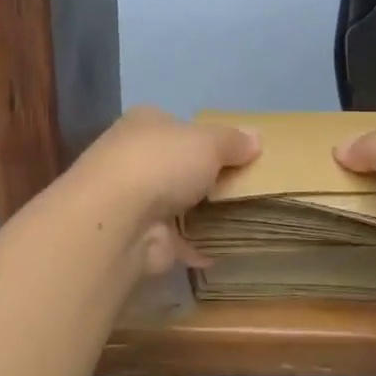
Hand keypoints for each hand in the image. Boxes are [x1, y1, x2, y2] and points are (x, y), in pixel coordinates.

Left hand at [70, 108, 259, 274]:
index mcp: (144, 124)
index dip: (204, 137)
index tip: (234, 153)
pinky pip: (175, 240)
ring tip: (239, 218)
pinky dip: (194, 246)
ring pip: (174, 203)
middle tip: (243, 187)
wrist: (118, 219)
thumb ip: (234, 141)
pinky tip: (220, 251)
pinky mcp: (138, 236)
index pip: (176, 125)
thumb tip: (256, 138)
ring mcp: (133, 199)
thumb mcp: (209, 142)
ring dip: (199, 213)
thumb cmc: (162, 164)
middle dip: (204, 176)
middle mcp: (133, 158)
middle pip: (176, 165)